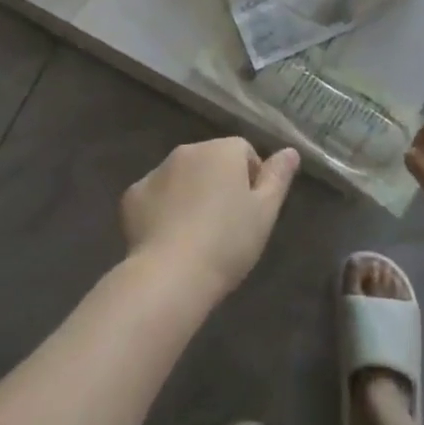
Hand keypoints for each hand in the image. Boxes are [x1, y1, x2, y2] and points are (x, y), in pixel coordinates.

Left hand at [121, 139, 299, 303]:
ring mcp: (157, 171)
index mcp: (222, 150)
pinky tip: (169, 239)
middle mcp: (188, 150)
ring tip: (197, 235)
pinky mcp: (132, 195)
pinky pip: (155, 196)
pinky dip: (162, 209)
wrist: (170, 274)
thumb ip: (278, 177)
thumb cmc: (227, 242)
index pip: (244, 152)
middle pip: (211, 161)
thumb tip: (290, 150)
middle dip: (219, 184)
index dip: (252, 180)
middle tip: (226, 226)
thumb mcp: (265, 212)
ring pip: (182, 176)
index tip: (251, 213)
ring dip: (191, 194)